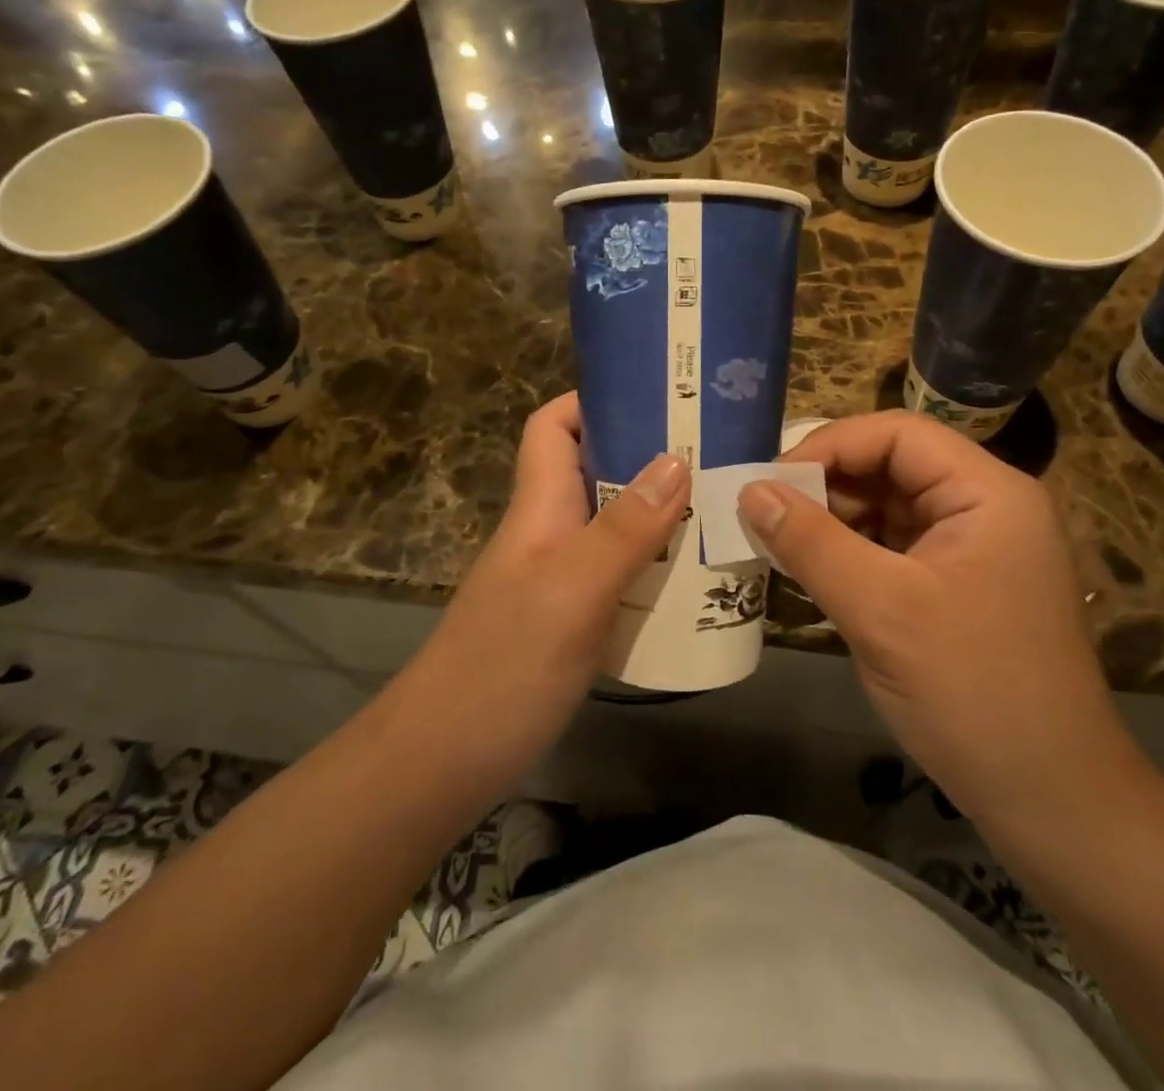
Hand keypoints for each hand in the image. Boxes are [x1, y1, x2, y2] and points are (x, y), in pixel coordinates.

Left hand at [401, 393, 688, 783]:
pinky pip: (621, 575)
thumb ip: (624, 530)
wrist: (440, 764)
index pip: (555, 427)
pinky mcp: (572, 621)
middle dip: (652, 458)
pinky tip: (696, 583)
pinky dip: (656, 568)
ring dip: (663, 517)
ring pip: (616, 526)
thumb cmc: (503, 668)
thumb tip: (676, 459)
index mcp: (541, 508)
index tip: (659, 398)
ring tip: (723, 513)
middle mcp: (550, 533)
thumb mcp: (571, 592)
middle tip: (719, 458)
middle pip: (598, 473)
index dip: (596, 401)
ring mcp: (559, 579)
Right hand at [738, 411, 1144, 827]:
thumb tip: (750, 490)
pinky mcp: (956, 588)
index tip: (771, 481)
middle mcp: (984, 508)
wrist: (1052, 802)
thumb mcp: (881, 610)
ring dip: (832, 522)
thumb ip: (811, 542)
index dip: (830, 446)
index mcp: (986, 492)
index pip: (898, 434)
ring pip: (887, 509)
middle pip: (892, 467)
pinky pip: (893, 550)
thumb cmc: (973, 692)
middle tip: (765, 516)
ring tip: (778, 545)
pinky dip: (849, 555)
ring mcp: (973, 550)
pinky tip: (810, 574)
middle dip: (826, 487)